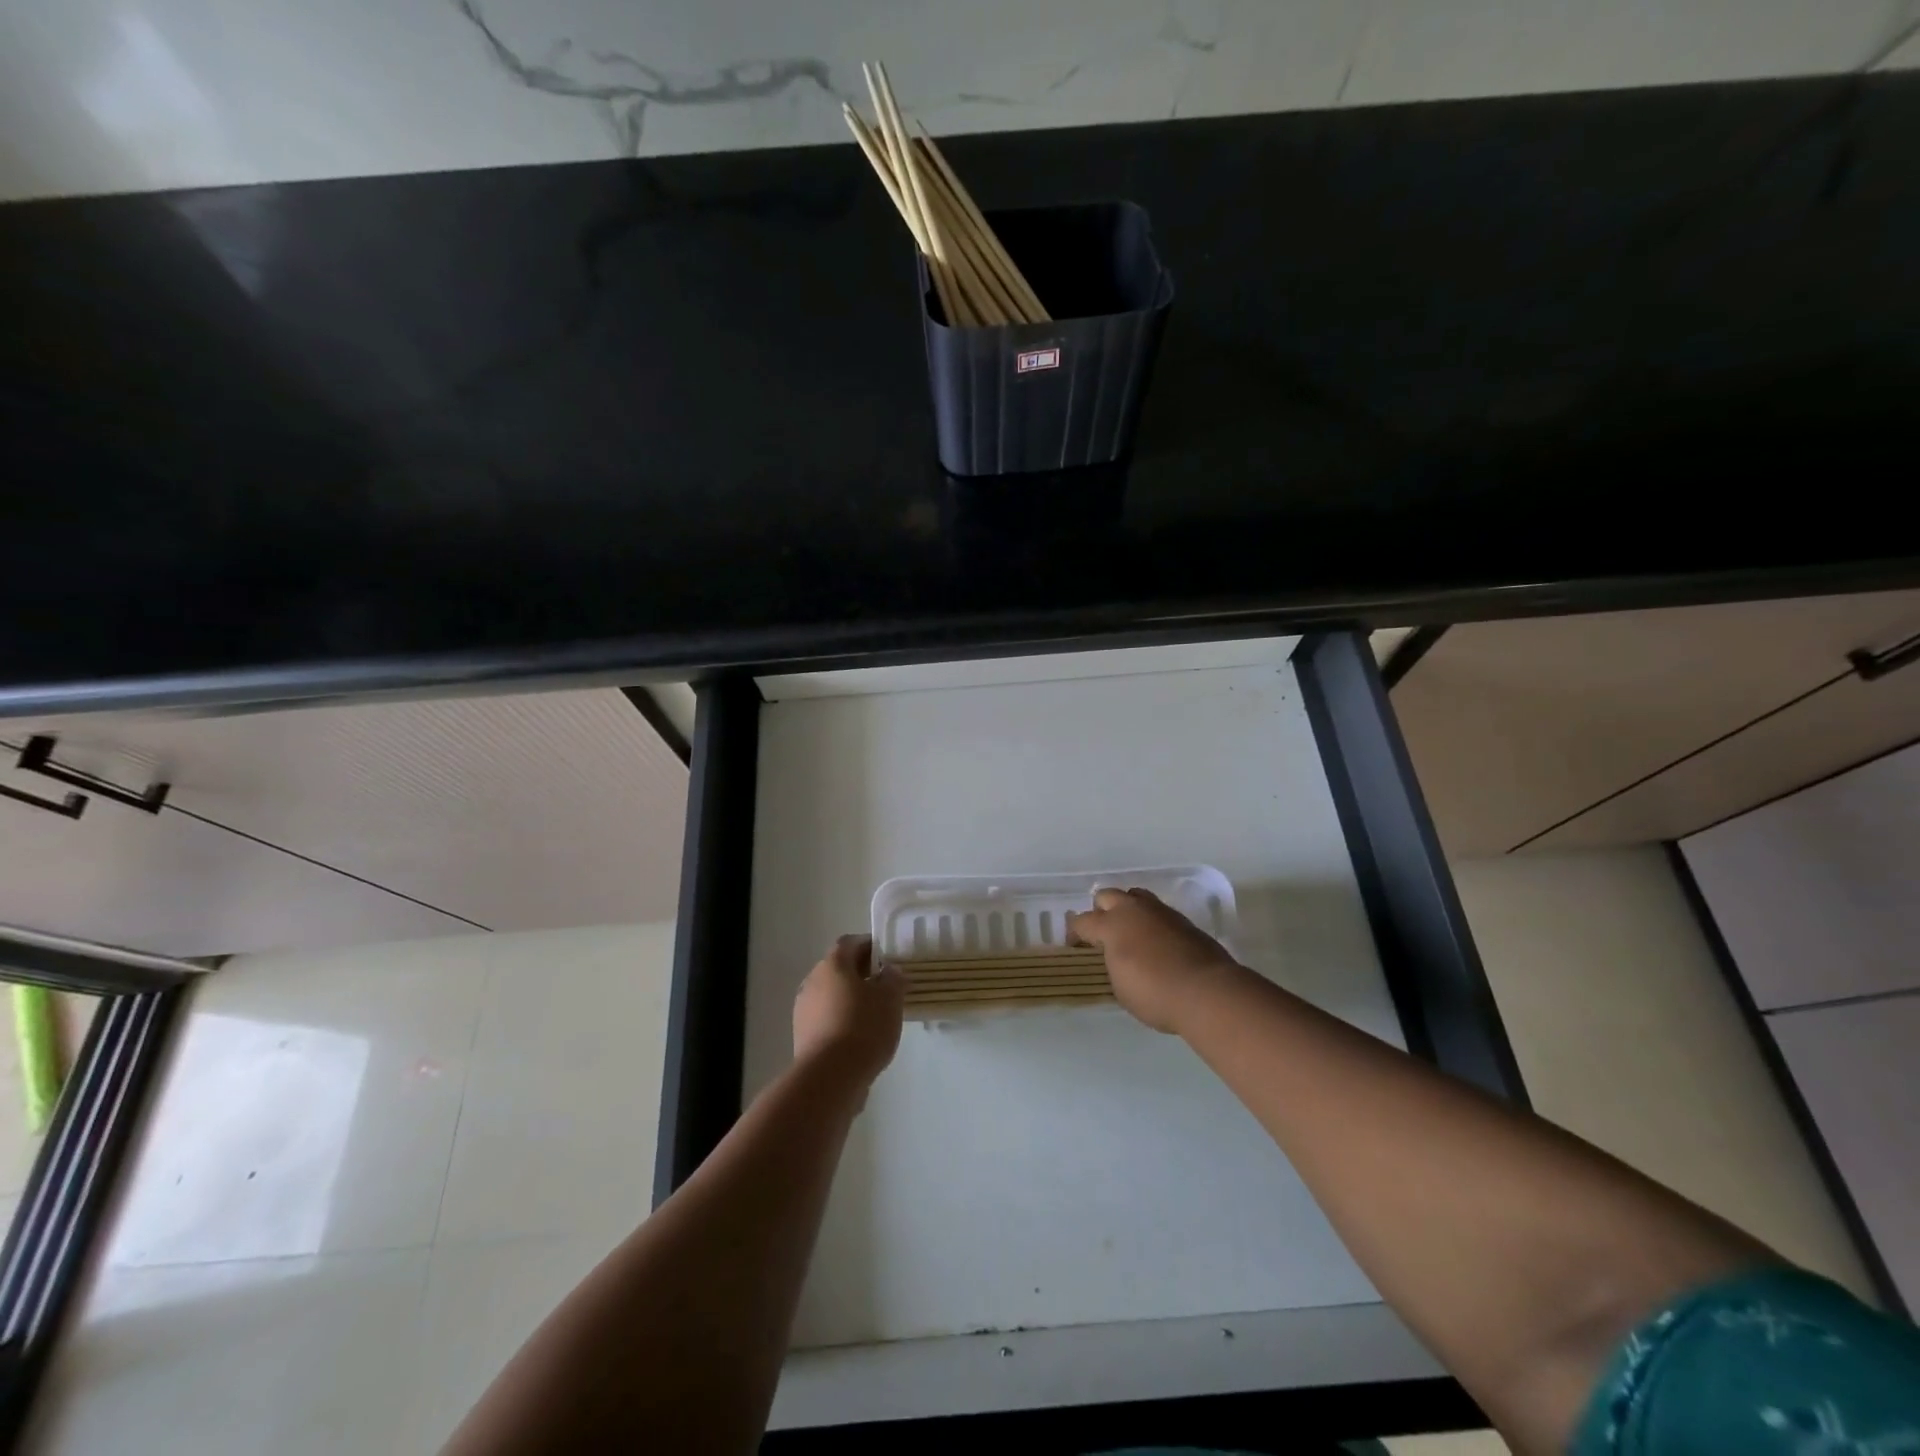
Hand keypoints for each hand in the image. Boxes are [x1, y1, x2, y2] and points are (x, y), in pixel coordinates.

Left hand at [792, 935, 904, 1090]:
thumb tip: (889, 971)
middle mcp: (813, 980)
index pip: (850, 943)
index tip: (887, 957)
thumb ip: (893, 979)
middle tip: (884, 986)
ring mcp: (803, 1009)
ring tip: (875, 1014)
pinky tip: (859, 1036)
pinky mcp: (802, 1035)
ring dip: (850, 998)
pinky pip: (825, 1017)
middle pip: (838, 968)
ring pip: (831, 994)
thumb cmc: (864, 1027)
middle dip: (861, 974)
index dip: (869, 945)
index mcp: (833, 964)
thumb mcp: (890, 999)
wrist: (830, 1076)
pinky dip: (841, 1019)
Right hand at [1067, 888, 1240, 1033]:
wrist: (1207, 991)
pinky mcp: (1185, 921)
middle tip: (1103, 933)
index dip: (1075, 932)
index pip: (1083, 921)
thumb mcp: (1121, 987)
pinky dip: (1152, 923)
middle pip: (1108, 896)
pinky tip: (1156, 943)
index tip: (1075, 945)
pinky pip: (1159, 913)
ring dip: (1128, 910)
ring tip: (1131, 933)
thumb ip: (1114, 966)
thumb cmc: (1155, 993)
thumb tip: (1120, 959)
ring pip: (1136, 896)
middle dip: (1101, 911)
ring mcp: (1162, 912)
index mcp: (1112, 925)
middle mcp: (1134, 910)